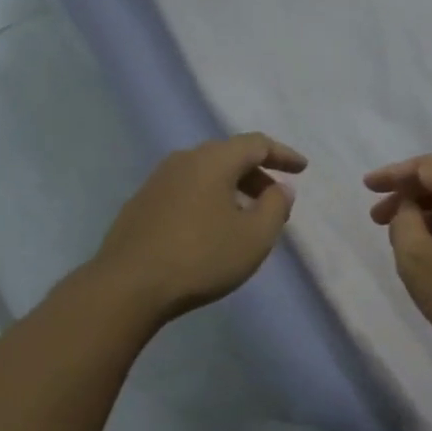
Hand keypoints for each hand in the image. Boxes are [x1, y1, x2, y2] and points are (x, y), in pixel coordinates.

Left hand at [90, 133, 306, 322]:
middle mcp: (182, 161)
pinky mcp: (140, 205)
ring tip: (245, 217)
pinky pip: (185, 192)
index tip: (302, 168)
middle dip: (256, 174)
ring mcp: (156, 182)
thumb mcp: (254, 237)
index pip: (256, 144)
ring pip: (204, 175)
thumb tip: (279, 188)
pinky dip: (207, 201)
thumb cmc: (201, 257)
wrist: (129, 285)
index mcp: (212, 160)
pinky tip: (209, 229)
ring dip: (230, 189)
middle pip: (228, 156)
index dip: (283, 154)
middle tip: (274, 198)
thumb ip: (275, 207)